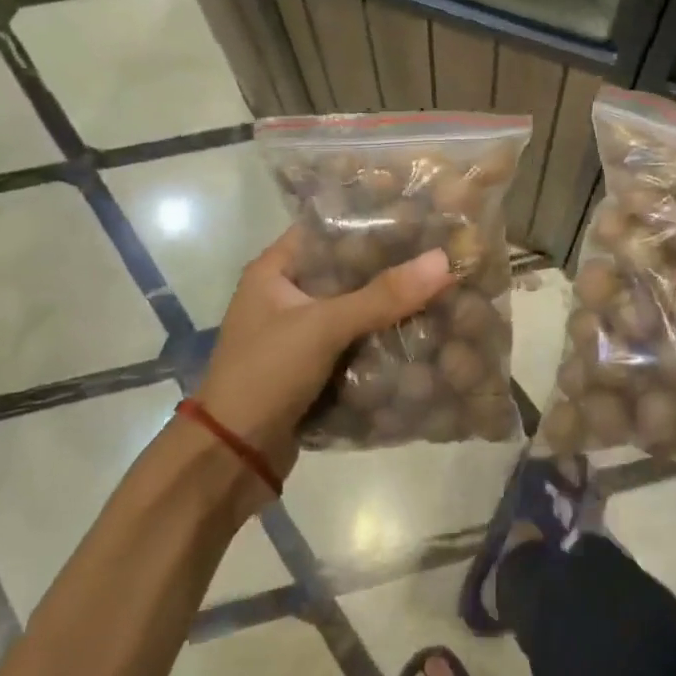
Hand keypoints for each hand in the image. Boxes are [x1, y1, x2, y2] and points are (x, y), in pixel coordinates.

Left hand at [196, 230, 452, 492]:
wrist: (231, 458)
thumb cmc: (266, 374)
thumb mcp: (323, 327)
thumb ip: (383, 296)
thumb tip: (444, 260)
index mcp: (274, 269)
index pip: (328, 228)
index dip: (370, 220)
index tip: (418, 216)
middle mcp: (286, 294)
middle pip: (348, 270)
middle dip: (391, 267)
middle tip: (441, 254)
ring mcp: (300, 332)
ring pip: (356, 307)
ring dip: (391, 305)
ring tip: (442, 288)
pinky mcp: (314, 366)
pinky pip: (356, 341)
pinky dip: (383, 338)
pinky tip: (423, 331)